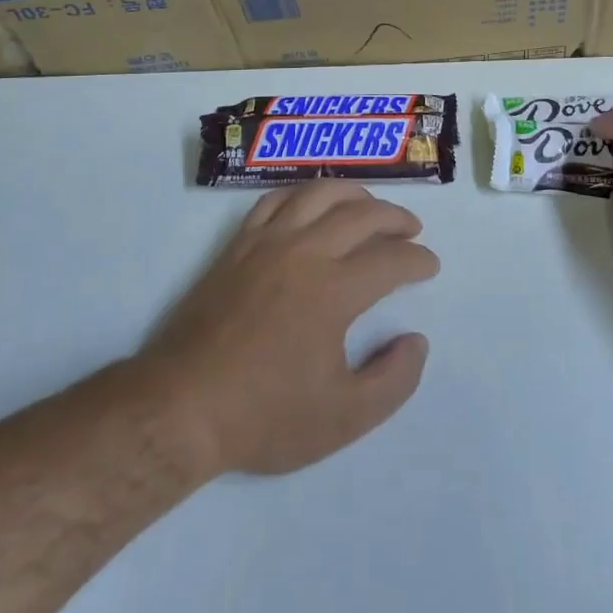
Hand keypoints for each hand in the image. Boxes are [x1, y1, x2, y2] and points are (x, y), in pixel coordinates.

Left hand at [141, 181, 439, 476]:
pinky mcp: (238, 245)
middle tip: (412, 230)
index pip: (391, 259)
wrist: (183, 408)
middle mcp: (305, 252)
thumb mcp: (343, 418)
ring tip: (370, 207)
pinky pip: (276, 201)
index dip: (418, 260)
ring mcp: (267, 242)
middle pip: (361, 215)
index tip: (430, 266)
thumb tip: (416, 340)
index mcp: (334, 290)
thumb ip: (393, 381)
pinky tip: (312, 205)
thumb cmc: (265, 416)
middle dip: (395, 218)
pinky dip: (303, 195)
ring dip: (354, 194)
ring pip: (319, 194)